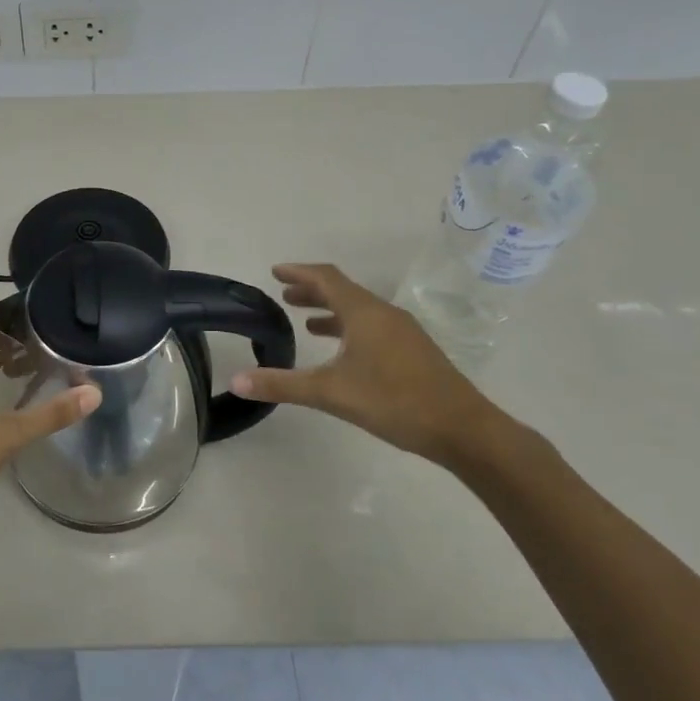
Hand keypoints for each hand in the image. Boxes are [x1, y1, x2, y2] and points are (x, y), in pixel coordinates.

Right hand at [230, 263, 506, 467]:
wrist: (463, 429)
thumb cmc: (394, 402)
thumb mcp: (331, 393)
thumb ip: (283, 385)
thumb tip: (236, 381)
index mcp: (364, 313)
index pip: (326, 278)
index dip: (299, 272)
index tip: (275, 271)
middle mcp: (383, 313)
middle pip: (342, 291)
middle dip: (311, 291)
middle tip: (284, 295)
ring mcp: (402, 331)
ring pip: (358, 310)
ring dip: (330, 310)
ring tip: (305, 322)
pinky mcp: (413, 350)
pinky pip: (372, 326)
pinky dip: (348, 328)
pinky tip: (342, 351)